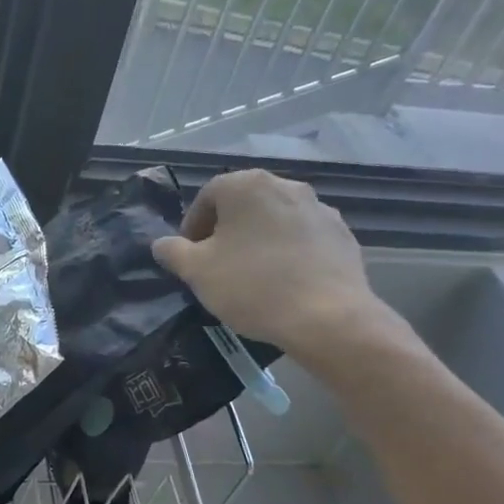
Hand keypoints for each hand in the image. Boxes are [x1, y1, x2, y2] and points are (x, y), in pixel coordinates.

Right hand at [151, 171, 399, 368]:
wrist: (327, 317)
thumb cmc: (252, 286)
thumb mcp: (196, 271)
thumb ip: (172, 252)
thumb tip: (161, 244)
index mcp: (247, 185)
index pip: (207, 196)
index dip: (192, 226)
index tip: (190, 256)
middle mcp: (286, 186)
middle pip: (244, 205)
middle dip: (226, 231)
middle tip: (217, 264)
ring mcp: (320, 209)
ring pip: (275, 220)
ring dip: (258, 240)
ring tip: (252, 275)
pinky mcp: (342, 235)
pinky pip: (303, 238)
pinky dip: (288, 252)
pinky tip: (284, 282)